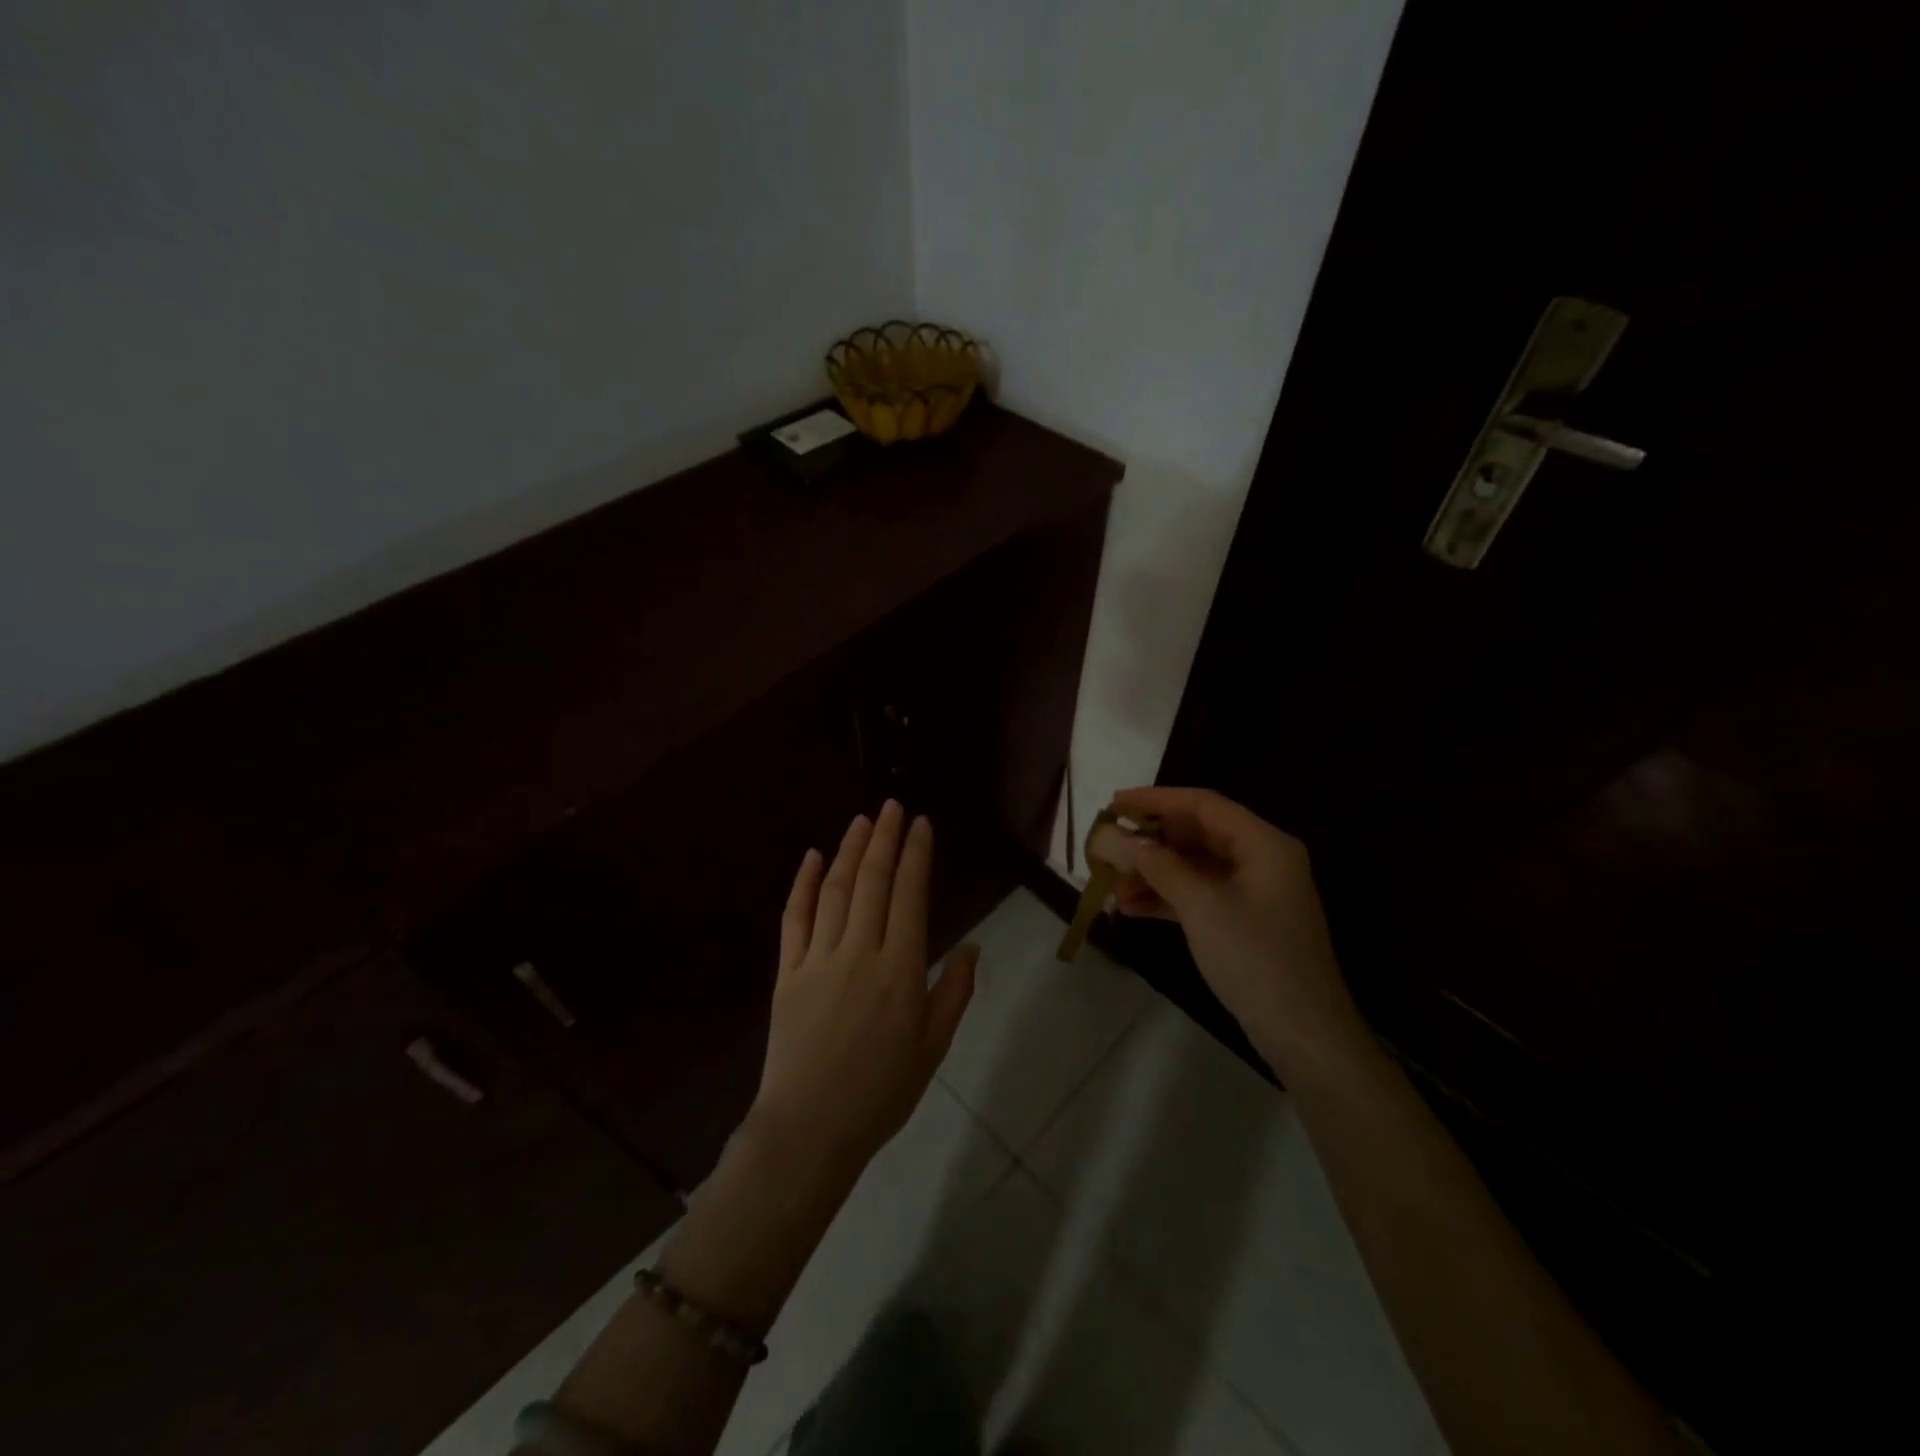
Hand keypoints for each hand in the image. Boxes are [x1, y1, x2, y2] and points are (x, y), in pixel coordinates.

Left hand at [750, 801, 977, 1185]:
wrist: (810, 1128)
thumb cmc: (881, 1092)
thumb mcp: (933, 1047)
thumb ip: (954, 993)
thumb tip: (972, 948)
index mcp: (900, 969)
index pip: (910, 895)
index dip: (916, 856)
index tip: (920, 825)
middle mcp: (860, 952)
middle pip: (872, 881)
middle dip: (884, 839)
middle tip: (892, 806)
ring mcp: (819, 958)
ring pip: (835, 891)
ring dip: (849, 851)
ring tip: (862, 820)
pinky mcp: (787, 972)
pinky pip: (794, 918)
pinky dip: (803, 884)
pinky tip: (812, 857)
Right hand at [1090, 787, 1363, 1067]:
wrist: (1303, 1034)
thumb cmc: (1256, 959)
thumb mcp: (1202, 907)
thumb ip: (1160, 866)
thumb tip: (1121, 838)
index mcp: (1263, 843)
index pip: (1203, 804)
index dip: (1156, 800)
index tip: (1114, 804)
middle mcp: (1261, 858)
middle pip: (1197, 834)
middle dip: (1151, 842)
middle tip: (1108, 848)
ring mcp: (1253, 891)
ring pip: (1194, 866)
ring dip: (1153, 873)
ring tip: (1112, 886)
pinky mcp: (1243, 919)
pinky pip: (1199, 894)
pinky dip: (1167, 897)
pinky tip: (1131, 907)